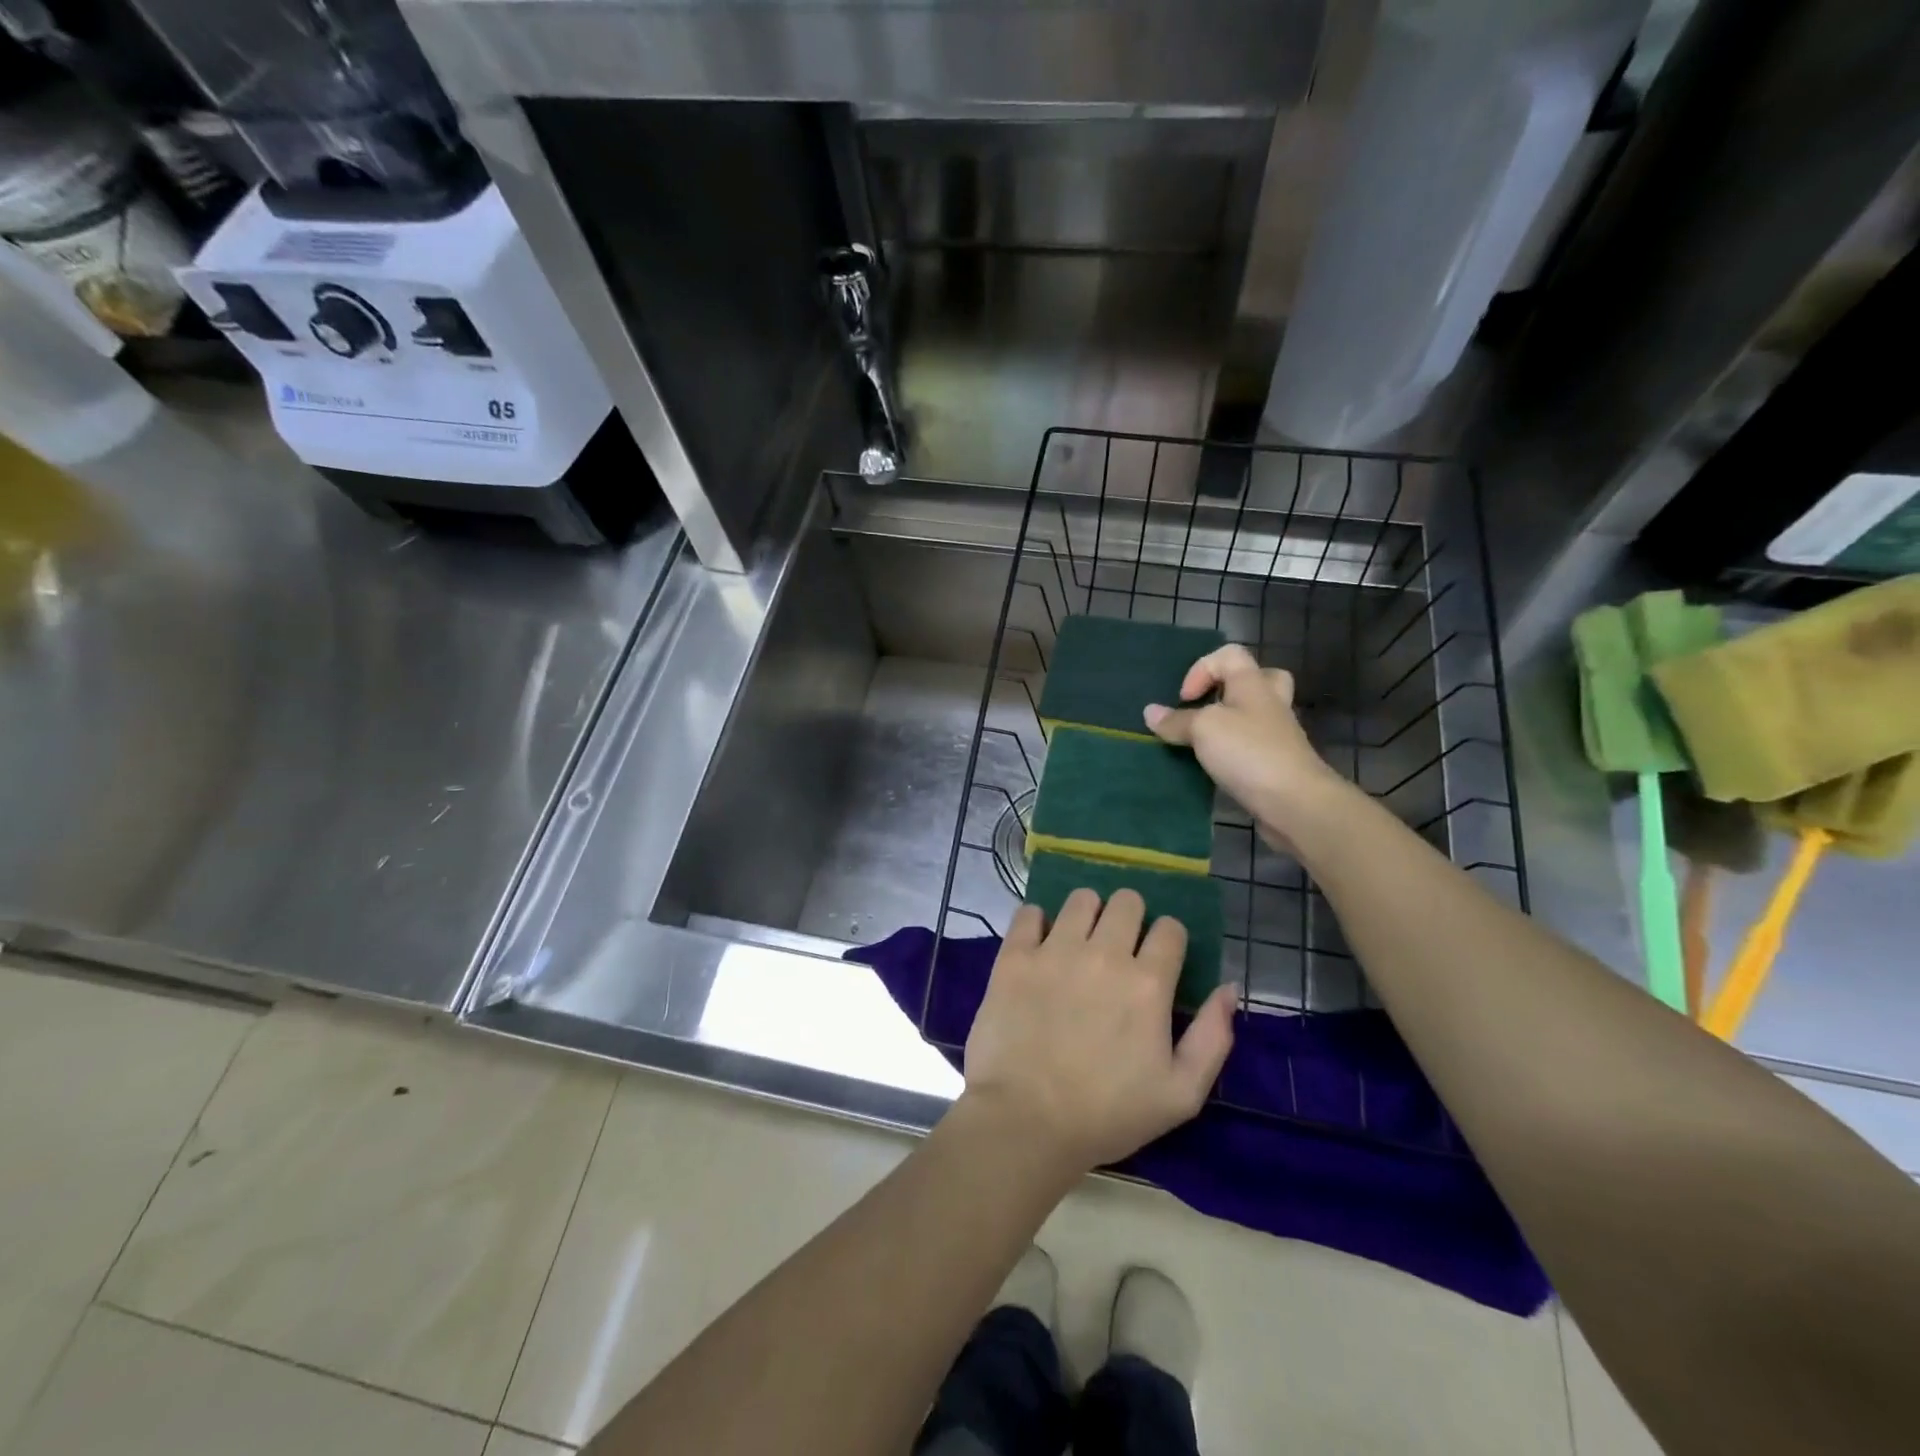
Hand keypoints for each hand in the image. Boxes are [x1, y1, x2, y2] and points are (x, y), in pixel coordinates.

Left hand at [962, 889, 1236, 1175]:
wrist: (1028, 1121)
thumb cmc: (1108, 1114)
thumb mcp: (1182, 1094)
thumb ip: (1213, 1037)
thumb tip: (1228, 988)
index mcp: (1148, 983)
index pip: (1170, 928)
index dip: (1168, 940)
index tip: (1158, 960)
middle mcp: (1104, 954)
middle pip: (1127, 901)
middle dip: (1130, 918)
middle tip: (1119, 947)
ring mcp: (1055, 951)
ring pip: (1081, 899)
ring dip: (1087, 914)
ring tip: (1080, 941)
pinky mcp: (1015, 957)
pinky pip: (1028, 912)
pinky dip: (1037, 923)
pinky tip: (1039, 945)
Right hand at [1143, 644, 1344, 832]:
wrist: (1294, 801)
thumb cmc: (1248, 752)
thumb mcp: (1203, 729)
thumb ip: (1176, 720)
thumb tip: (1150, 712)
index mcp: (1253, 684)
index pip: (1230, 654)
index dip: (1201, 669)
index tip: (1185, 699)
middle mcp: (1269, 704)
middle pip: (1257, 680)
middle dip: (1229, 689)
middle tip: (1208, 707)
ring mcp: (1277, 735)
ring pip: (1254, 716)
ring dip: (1229, 724)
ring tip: (1203, 741)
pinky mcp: (1276, 764)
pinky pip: (1251, 746)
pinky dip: (1232, 752)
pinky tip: (1214, 766)